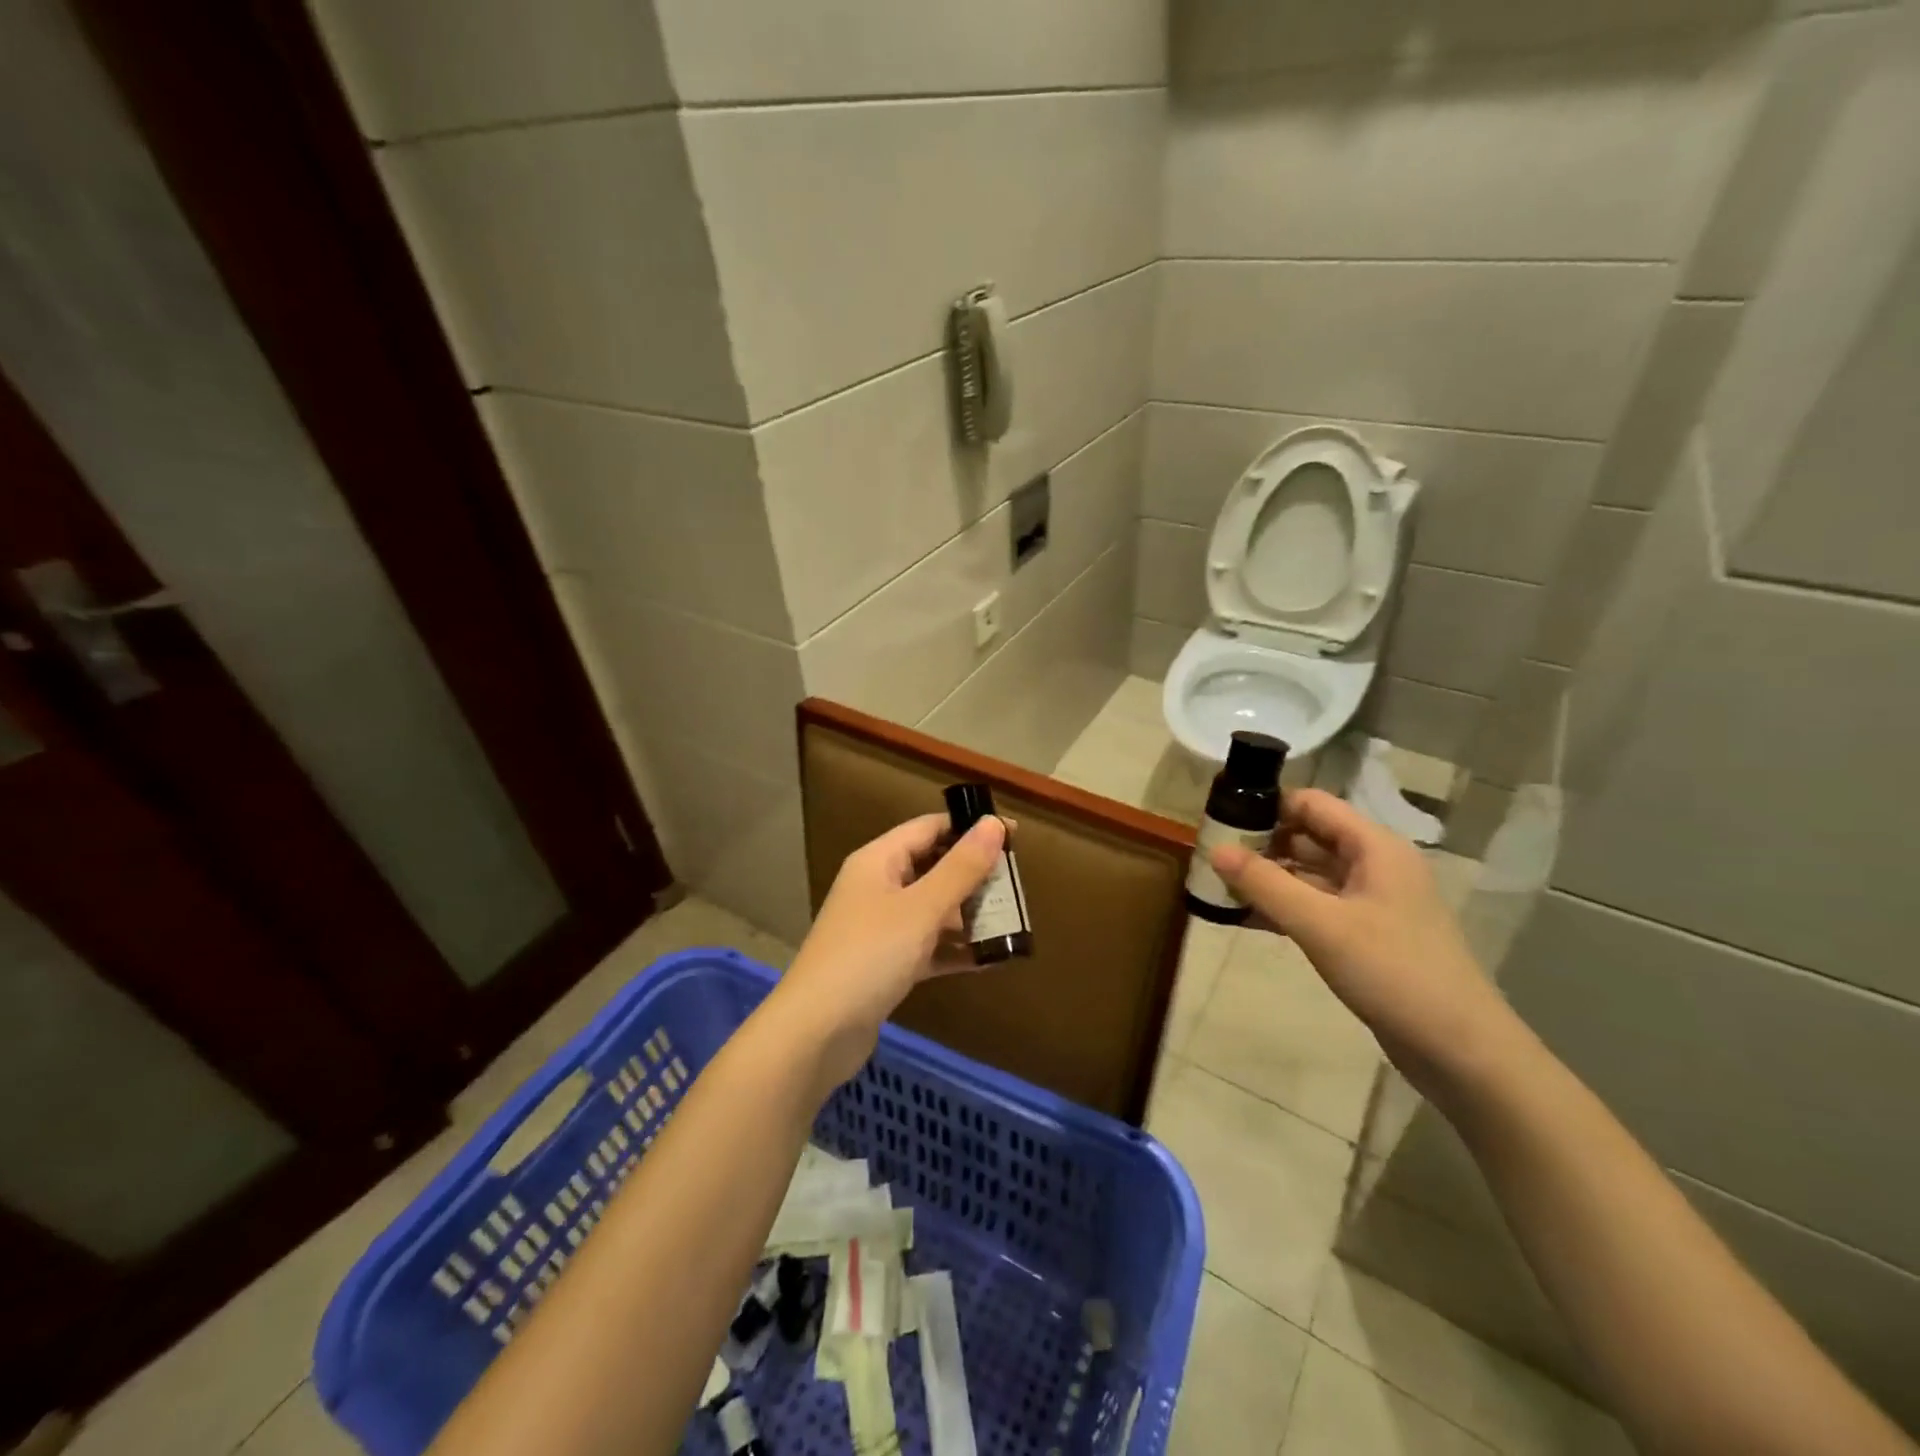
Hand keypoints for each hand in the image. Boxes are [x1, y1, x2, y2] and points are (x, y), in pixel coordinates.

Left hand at [774, 812, 1007, 1087]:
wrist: (816, 1034)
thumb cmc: (869, 956)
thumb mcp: (921, 908)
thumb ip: (961, 867)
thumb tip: (994, 823)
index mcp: (878, 861)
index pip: (930, 828)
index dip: (970, 827)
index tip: (1014, 836)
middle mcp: (877, 887)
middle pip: (933, 867)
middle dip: (974, 875)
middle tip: (1017, 885)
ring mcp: (880, 928)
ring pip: (933, 909)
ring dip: (969, 914)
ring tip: (1013, 922)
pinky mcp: (885, 964)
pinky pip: (928, 946)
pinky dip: (955, 950)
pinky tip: (990, 960)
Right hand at [1210, 789, 1517, 1098]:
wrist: (1460, 1050)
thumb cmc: (1393, 972)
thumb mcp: (1320, 925)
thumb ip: (1265, 883)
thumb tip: (1214, 849)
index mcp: (1374, 847)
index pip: (1311, 804)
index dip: (1267, 806)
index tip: (1220, 819)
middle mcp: (1374, 865)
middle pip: (1308, 837)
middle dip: (1261, 844)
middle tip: (1210, 855)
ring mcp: (1371, 901)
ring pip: (1309, 874)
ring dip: (1268, 878)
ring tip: (1218, 884)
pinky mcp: (1366, 934)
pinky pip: (1316, 906)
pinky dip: (1283, 907)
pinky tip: (1245, 917)